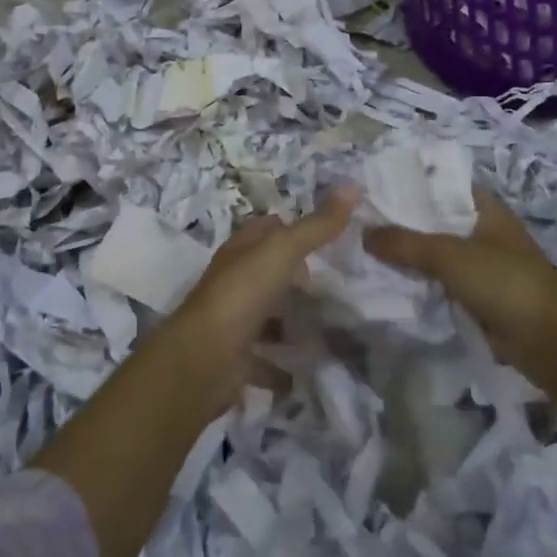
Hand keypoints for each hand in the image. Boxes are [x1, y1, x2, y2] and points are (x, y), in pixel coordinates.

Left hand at [161, 188, 357, 411]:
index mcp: (241, 251)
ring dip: (292, 322)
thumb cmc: (242, 294)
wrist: (204, 359)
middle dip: (298, 278)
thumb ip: (317, 225)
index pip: (268, 229)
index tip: (330, 237)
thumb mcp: (283, 251)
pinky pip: (265, 361)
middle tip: (338, 286)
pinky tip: (308, 371)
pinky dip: (284, 367)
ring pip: (267, 316)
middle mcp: (234, 282)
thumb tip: (352, 185)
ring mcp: (232, 322)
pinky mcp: (235, 360)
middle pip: (269, 273)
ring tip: (333, 329)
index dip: (295, 228)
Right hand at [363, 186, 556, 383]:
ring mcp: (482, 265)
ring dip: (408, 254)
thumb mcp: (449, 255)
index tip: (373, 187)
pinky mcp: (478, 296)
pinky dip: (420, 282)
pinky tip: (389, 282)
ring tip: (364, 249)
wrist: (551, 343)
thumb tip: (363, 232)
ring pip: (436, 253)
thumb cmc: (504, 282)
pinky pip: (441, 282)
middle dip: (401, 222)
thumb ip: (405, 243)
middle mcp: (483, 231)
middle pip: (435, 220)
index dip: (410, 184)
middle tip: (358, 220)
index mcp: (485, 208)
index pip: (441, 185)